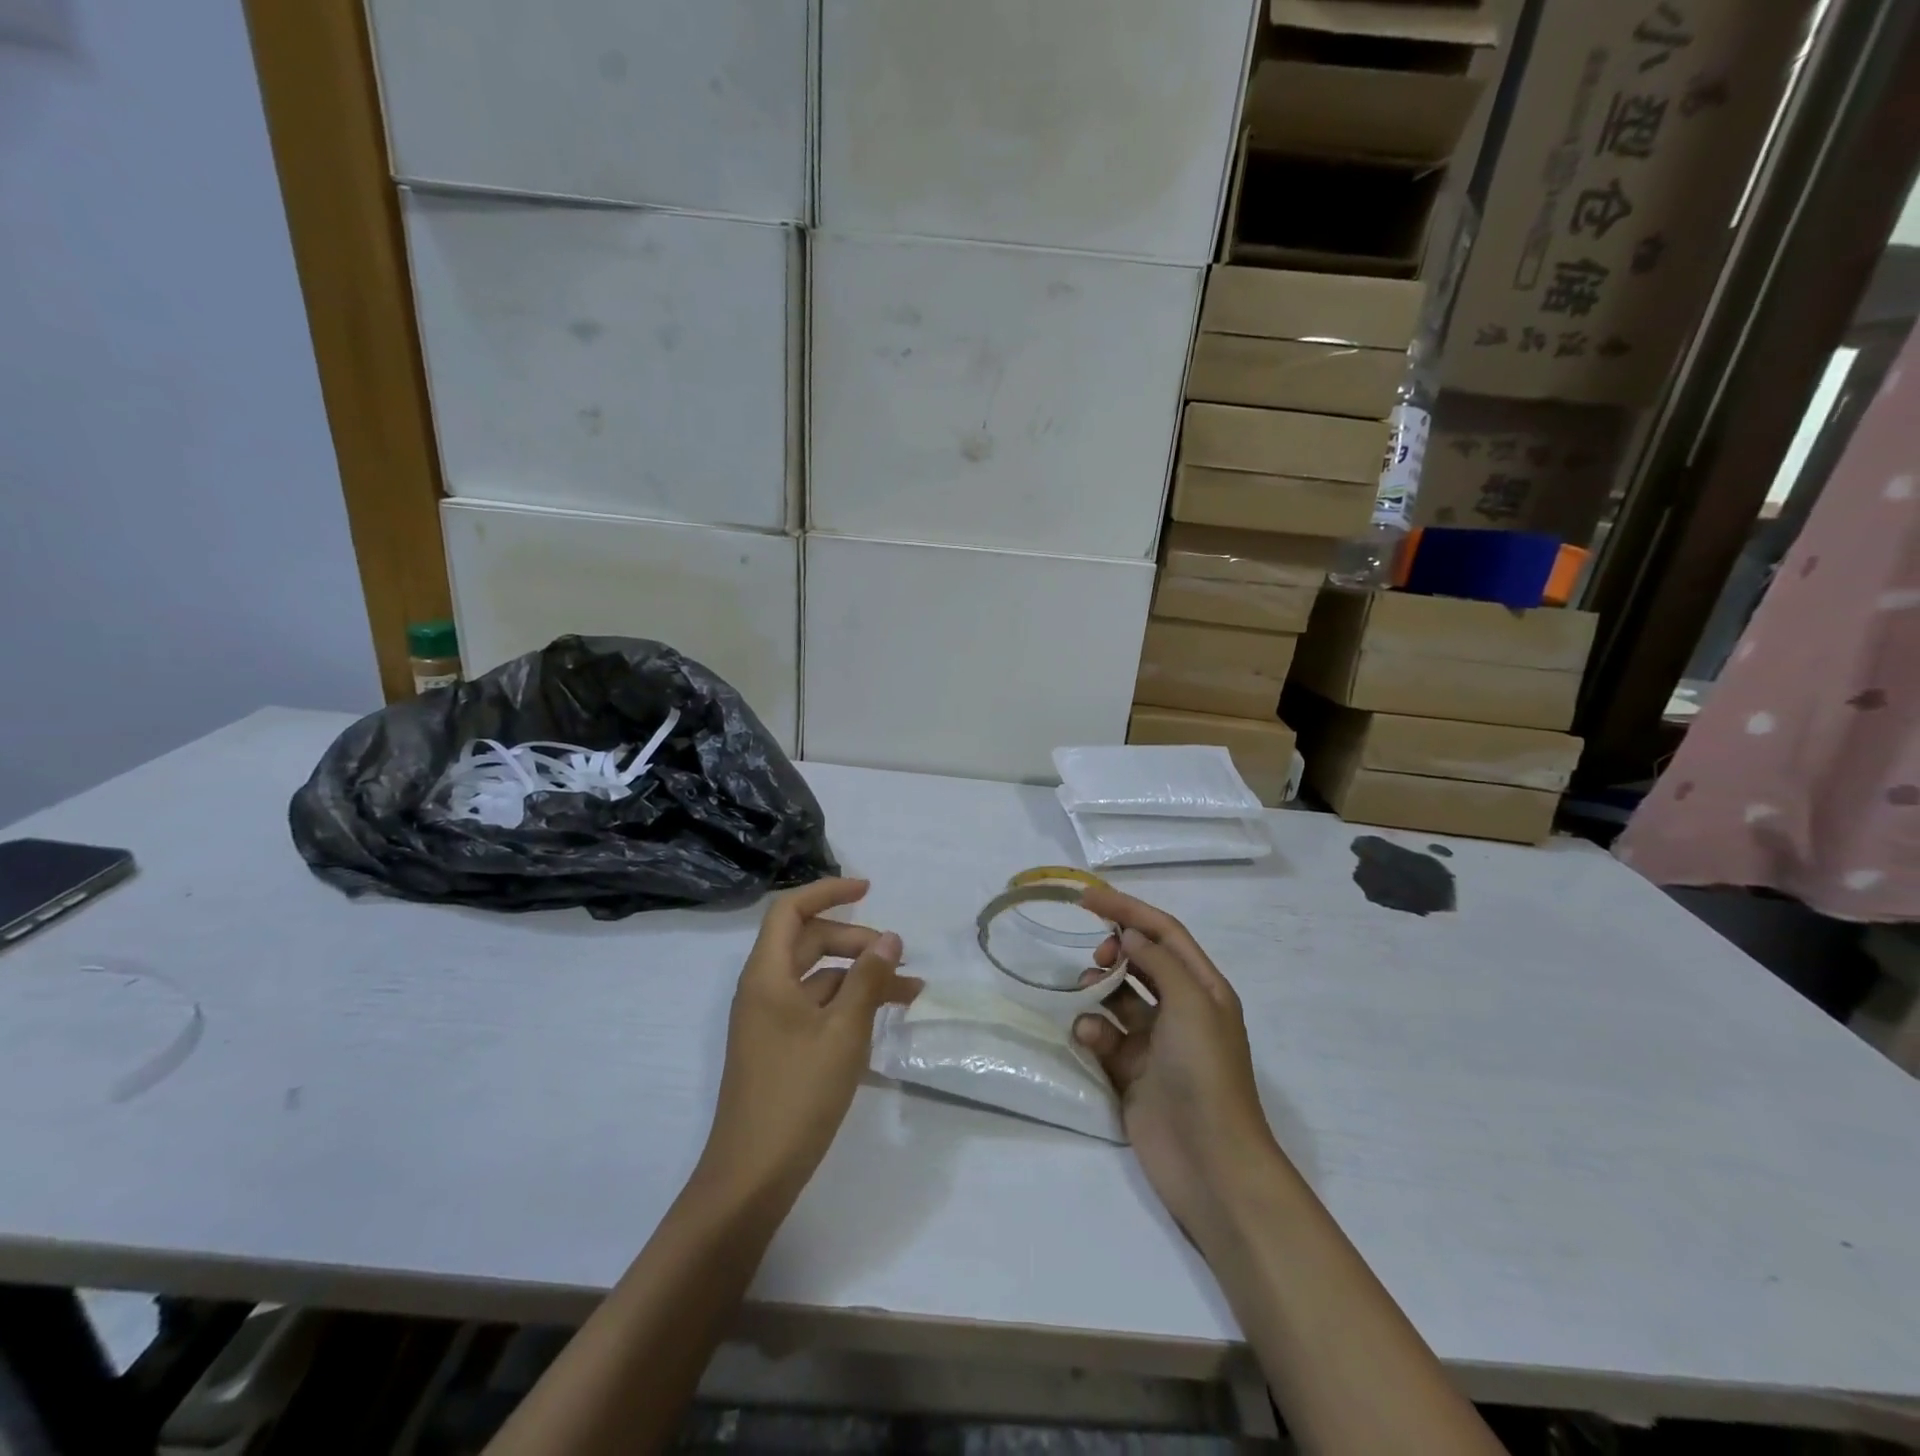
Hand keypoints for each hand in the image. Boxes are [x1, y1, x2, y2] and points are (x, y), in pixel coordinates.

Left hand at [696, 878, 920, 1206]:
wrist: (752, 1176)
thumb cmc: (797, 1093)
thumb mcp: (843, 1031)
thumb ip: (868, 979)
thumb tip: (890, 938)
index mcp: (767, 975)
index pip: (791, 910)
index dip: (828, 892)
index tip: (869, 889)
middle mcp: (764, 989)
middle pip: (810, 943)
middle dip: (856, 941)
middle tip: (898, 956)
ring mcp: (770, 1021)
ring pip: (819, 979)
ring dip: (860, 978)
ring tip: (909, 991)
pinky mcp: (780, 1048)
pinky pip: (817, 1009)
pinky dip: (849, 1006)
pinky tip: (883, 1021)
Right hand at [1074, 886, 1284, 1246]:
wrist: (1209, 1162)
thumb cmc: (1205, 1072)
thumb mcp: (1191, 1003)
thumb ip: (1158, 961)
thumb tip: (1129, 935)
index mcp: (1203, 988)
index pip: (1163, 933)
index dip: (1128, 909)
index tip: (1087, 898)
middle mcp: (1180, 1009)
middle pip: (1140, 961)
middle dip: (1113, 951)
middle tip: (1095, 958)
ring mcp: (1154, 1042)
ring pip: (1116, 998)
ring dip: (1098, 991)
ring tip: (1085, 997)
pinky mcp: (1131, 1072)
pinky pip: (1104, 1036)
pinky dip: (1092, 1030)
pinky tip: (1088, 1039)